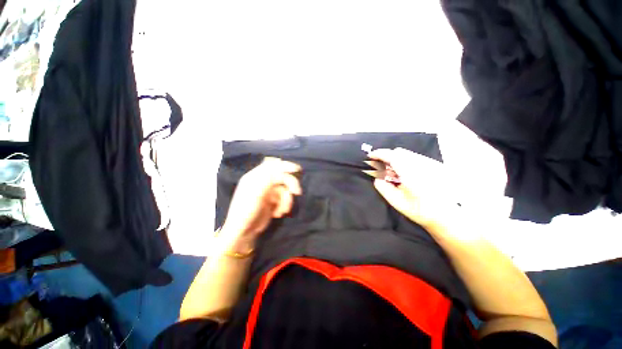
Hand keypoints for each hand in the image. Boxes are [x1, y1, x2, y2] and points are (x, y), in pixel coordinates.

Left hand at [221, 157, 301, 246]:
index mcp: (255, 177)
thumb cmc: (246, 211)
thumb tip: (280, 168)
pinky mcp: (273, 201)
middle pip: (282, 177)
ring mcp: (269, 192)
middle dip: (291, 184)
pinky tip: (278, 214)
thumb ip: (268, 178)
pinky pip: (284, 199)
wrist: (244, 232)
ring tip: (281, 211)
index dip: (285, 166)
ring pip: (285, 190)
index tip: (297, 170)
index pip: (272, 166)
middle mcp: (263, 182)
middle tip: (297, 192)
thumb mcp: (256, 192)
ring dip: (286, 201)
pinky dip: (284, 206)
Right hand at [368, 148, 455, 228]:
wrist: (447, 216)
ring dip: (397, 159)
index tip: (370, 156)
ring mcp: (430, 163)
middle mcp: (422, 164)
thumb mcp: (397, 202)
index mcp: (411, 173)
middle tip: (382, 169)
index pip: (392, 156)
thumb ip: (384, 188)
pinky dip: (406, 162)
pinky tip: (406, 174)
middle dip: (387, 157)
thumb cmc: (420, 211)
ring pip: (408, 154)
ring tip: (394, 174)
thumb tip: (377, 178)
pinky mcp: (436, 165)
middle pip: (400, 152)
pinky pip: (415, 158)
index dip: (379, 154)